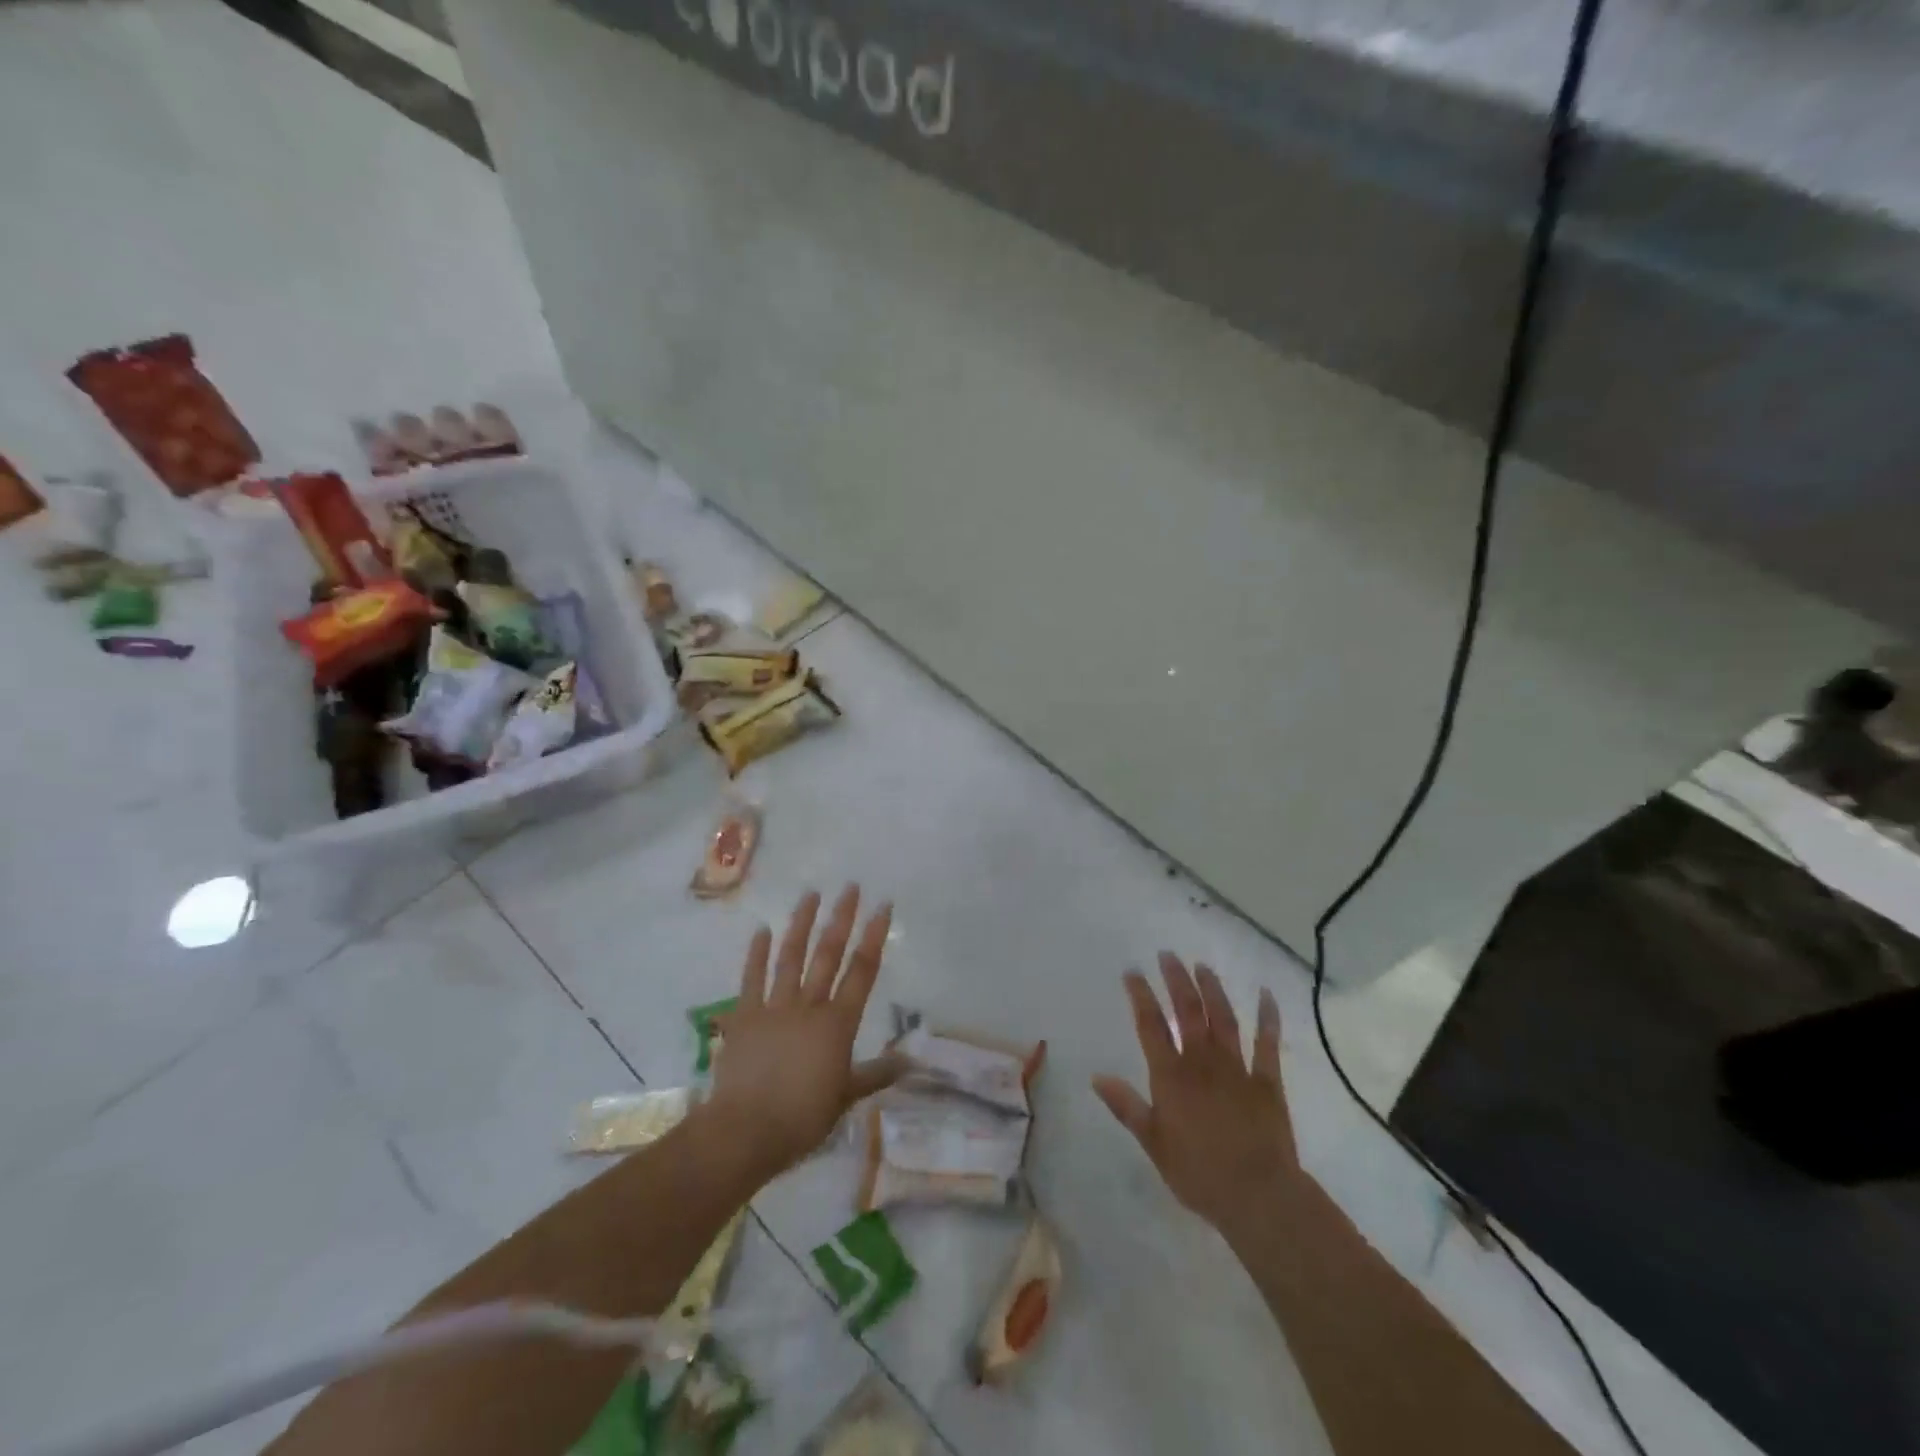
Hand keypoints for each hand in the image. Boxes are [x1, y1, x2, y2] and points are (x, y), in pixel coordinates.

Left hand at [705, 886, 902, 1179]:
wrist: (745, 1130)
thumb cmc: (802, 1117)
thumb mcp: (846, 1097)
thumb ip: (876, 1074)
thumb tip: (911, 1062)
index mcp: (838, 1023)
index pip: (862, 971)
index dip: (874, 937)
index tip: (882, 906)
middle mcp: (809, 1006)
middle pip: (828, 954)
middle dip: (841, 918)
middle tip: (850, 887)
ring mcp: (774, 1007)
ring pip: (791, 957)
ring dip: (801, 924)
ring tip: (810, 895)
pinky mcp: (744, 1016)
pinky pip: (751, 979)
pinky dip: (757, 954)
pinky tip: (762, 931)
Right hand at [1093, 953, 1301, 1245]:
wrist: (1259, 1196)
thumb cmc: (1199, 1174)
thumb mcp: (1153, 1144)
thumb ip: (1127, 1107)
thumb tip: (1097, 1077)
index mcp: (1171, 1076)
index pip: (1151, 1025)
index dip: (1141, 996)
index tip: (1133, 971)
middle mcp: (1202, 1062)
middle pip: (1187, 1011)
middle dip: (1176, 980)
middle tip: (1168, 955)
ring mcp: (1237, 1068)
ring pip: (1223, 1018)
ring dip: (1212, 989)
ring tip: (1202, 966)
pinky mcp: (1267, 1081)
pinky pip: (1267, 1044)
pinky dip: (1268, 1018)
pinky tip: (1266, 995)